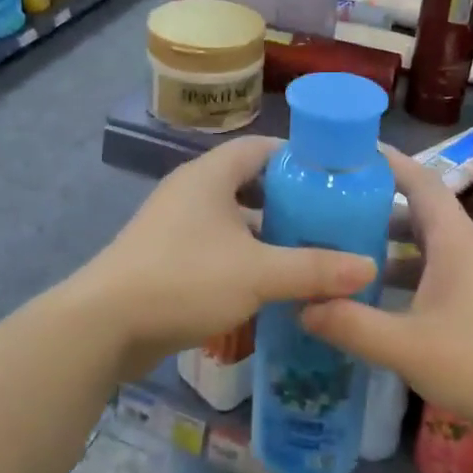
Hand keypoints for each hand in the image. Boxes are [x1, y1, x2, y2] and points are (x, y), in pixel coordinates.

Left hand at [81, 136, 378, 379]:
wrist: (104, 326)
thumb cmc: (184, 280)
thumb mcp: (258, 273)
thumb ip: (314, 268)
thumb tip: (368, 266)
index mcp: (210, 176)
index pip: (261, 146)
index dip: (298, 156)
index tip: (335, 176)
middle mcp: (192, 192)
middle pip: (250, 183)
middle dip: (290, 200)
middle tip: (331, 218)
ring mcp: (176, 226)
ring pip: (234, 220)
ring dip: (268, 234)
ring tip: (312, 252)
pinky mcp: (168, 259)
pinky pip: (217, 248)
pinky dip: (245, 259)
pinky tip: (272, 285)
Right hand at [302, 149, 472, 451]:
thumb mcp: (406, 347)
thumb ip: (351, 325)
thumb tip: (301, 306)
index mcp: (455, 240)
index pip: (420, 181)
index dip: (387, 163)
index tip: (348, 155)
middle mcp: (472, 249)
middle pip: (421, 214)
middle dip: (377, 211)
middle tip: (332, 214)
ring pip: (431, 249)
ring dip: (393, 250)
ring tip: (349, 260)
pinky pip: (443, 276)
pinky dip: (412, 279)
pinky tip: (387, 306)